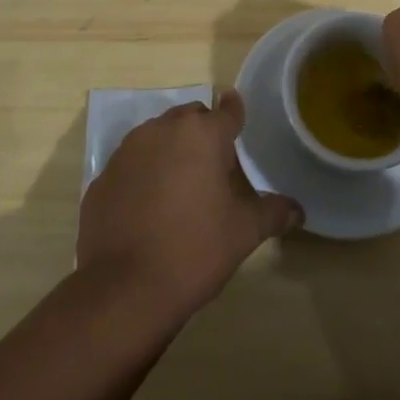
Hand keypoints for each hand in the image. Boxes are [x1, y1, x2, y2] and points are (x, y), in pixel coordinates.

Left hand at [77, 90, 302, 325]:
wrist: (124, 289)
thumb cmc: (195, 250)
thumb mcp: (244, 232)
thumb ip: (273, 212)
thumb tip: (297, 210)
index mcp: (201, 134)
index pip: (227, 110)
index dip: (236, 114)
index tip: (239, 118)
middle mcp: (162, 130)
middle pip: (189, 118)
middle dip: (203, 134)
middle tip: (214, 167)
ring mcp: (126, 151)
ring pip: (157, 137)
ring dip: (171, 150)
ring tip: (181, 187)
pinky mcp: (102, 177)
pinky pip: (131, 165)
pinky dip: (142, 176)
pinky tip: (148, 209)